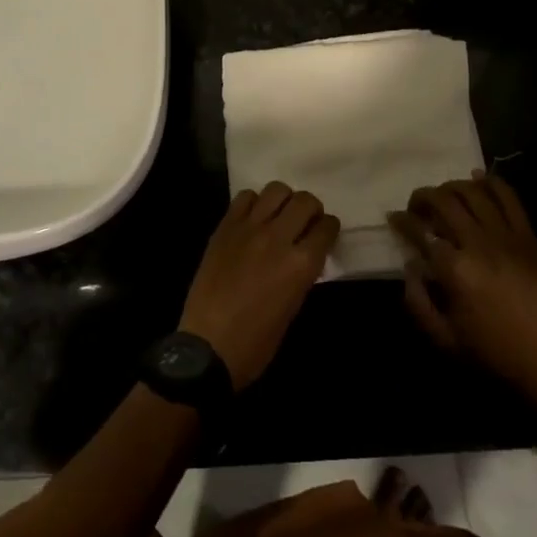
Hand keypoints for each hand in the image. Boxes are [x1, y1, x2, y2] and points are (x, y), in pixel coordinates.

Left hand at [180, 182, 338, 388]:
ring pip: (276, 190)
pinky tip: (253, 219)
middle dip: (311, 209)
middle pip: (304, 201)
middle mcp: (277, 238)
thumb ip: (302, 274)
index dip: (329, 228)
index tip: (325, 233)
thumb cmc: (256, 342)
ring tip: (279, 215)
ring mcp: (249, 228)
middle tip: (305, 222)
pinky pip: (245, 197)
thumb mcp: (293, 309)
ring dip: (284, 200)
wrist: (208, 346)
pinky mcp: (225, 227)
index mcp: (300, 265)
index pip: (326, 227)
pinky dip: (254, 203)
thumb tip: (305, 255)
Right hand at [390, 171, 536, 415]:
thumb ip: (418, 302)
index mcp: (454, 270)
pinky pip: (509, 198)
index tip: (393, 218)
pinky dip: (491, 182)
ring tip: (444, 196)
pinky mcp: (528, 237)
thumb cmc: (495, 355)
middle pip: (443, 202)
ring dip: (452, 187)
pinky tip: (478, 178)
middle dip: (422, 197)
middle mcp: (478, 244)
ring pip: (473, 192)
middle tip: (416, 206)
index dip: (401, 220)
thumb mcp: (444, 340)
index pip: (419, 231)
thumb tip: (410, 267)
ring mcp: (506, 236)